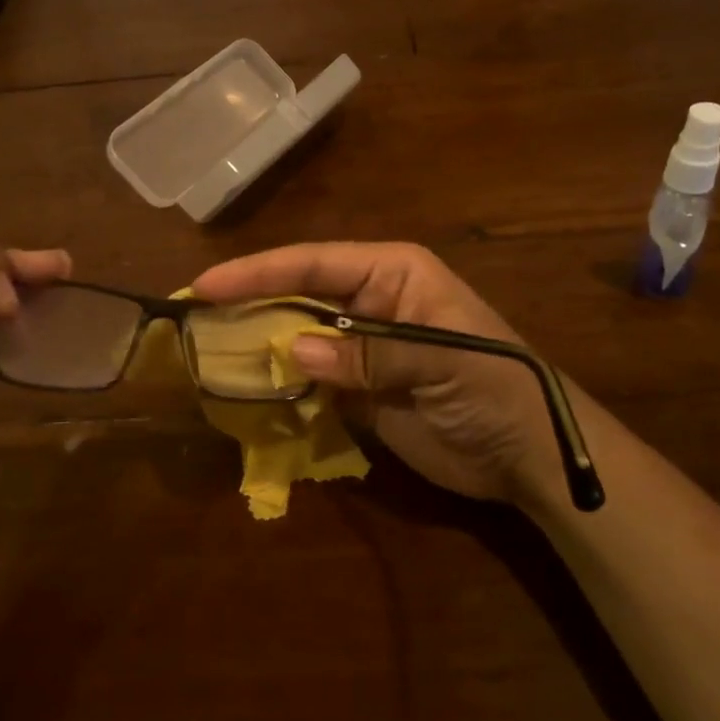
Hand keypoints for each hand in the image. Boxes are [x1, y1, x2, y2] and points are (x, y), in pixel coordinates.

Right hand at [194, 242, 557, 502]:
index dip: (257, 271)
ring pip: (294, 334)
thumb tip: (293, 351)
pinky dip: (276, 382)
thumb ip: (370, 352)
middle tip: (190, 316)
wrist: (528, 457)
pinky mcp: (355, 387)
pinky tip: (242, 388)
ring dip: (255, 342)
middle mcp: (368, 300)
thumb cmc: (497, 389)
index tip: (206, 284)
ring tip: (202, 349)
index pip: (313, 262)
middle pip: (295, 293)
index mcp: (391, 273)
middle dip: (246, 302)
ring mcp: (359, 345)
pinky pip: (306, 377)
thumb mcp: (442, 360)